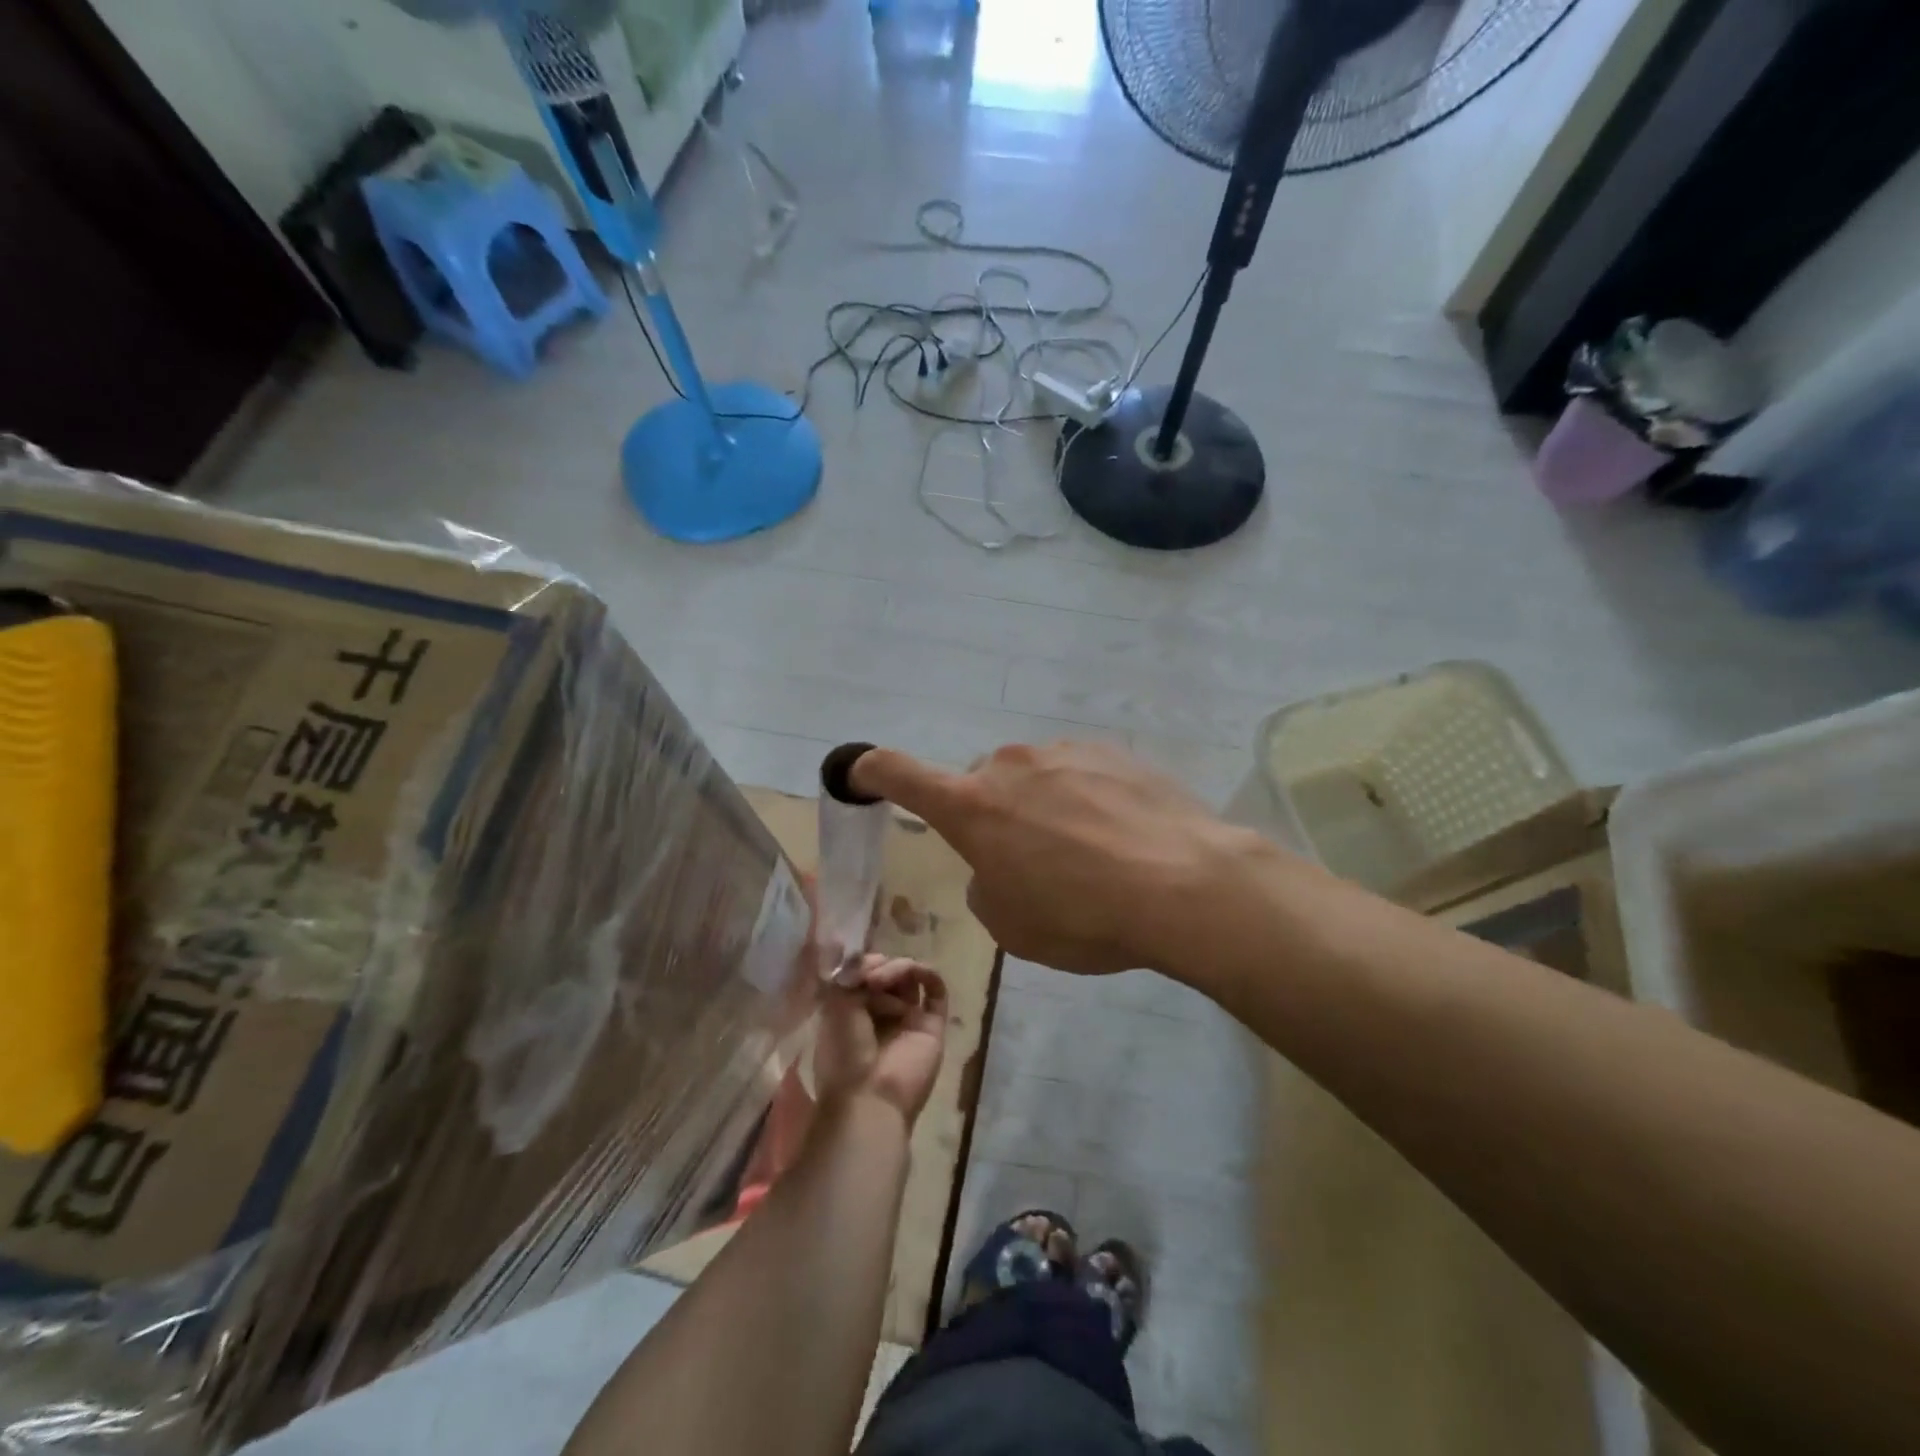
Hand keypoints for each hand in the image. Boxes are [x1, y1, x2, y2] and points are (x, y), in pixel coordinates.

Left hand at [813, 954, 948, 1124]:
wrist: (870, 1098)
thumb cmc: (845, 1055)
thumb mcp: (836, 1007)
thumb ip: (852, 975)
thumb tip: (869, 958)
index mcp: (854, 1014)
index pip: (865, 976)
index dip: (863, 964)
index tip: (855, 967)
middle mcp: (882, 1015)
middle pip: (889, 974)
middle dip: (879, 966)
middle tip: (870, 977)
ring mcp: (909, 1020)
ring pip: (910, 979)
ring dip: (898, 969)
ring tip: (882, 980)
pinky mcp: (933, 1026)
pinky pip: (936, 992)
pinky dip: (927, 974)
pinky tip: (916, 972)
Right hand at [851, 740, 1271, 976]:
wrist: (1186, 885)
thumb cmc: (1083, 915)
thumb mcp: (1011, 926)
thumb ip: (985, 886)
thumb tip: (998, 864)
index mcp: (972, 806)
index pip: (900, 773)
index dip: (871, 770)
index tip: (858, 770)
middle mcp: (1009, 765)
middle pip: (980, 786)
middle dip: (990, 817)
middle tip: (1029, 864)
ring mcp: (1064, 752)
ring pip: (1032, 779)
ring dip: (1041, 809)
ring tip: (1089, 856)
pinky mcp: (1112, 751)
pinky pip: (1078, 775)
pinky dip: (1084, 801)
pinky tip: (1122, 837)